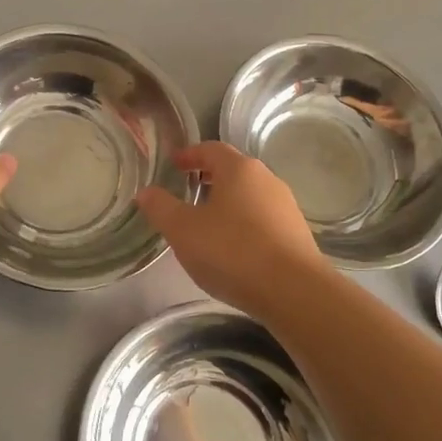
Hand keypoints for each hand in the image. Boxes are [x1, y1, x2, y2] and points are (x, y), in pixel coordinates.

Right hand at [136, 142, 327, 318]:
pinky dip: (243, 222)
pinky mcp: (296, 233)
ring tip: (207, 222)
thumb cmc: (232, 252)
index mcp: (239, 169)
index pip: (211, 149)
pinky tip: (233, 247)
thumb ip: (160, 207)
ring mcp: (285, 206)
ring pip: (249, 194)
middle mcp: (266, 179)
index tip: (174, 163)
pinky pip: (262, 218)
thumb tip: (145, 192)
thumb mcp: (183, 230)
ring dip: (227, 201)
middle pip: (233, 170)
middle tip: (187, 191)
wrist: (294, 292)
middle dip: (208, 177)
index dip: (189, 154)